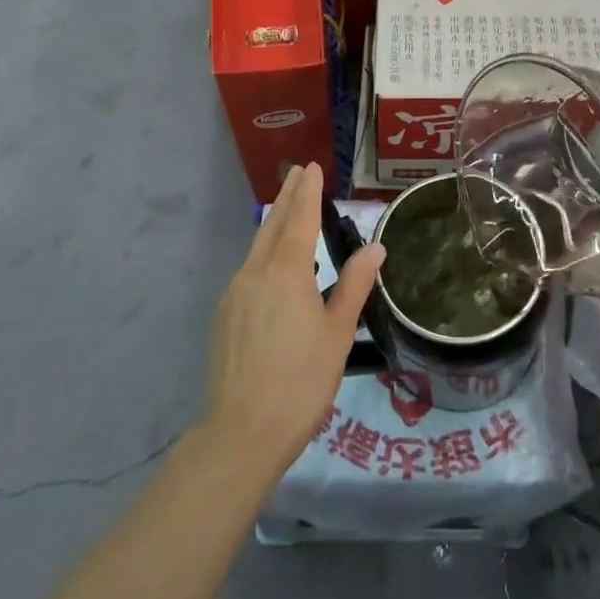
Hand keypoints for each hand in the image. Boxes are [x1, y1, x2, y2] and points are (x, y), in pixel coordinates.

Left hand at [205, 163, 383, 474]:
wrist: (243, 430)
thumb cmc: (302, 379)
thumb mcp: (338, 332)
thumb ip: (355, 285)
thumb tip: (375, 248)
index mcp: (286, 272)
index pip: (299, 219)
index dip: (308, 192)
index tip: (311, 167)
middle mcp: (255, 273)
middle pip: (272, 225)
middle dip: (287, 198)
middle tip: (298, 174)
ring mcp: (234, 294)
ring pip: (257, 249)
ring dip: (275, 226)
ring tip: (291, 215)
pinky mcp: (224, 316)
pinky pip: (249, 273)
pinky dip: (265, 257)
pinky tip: (275, 271)